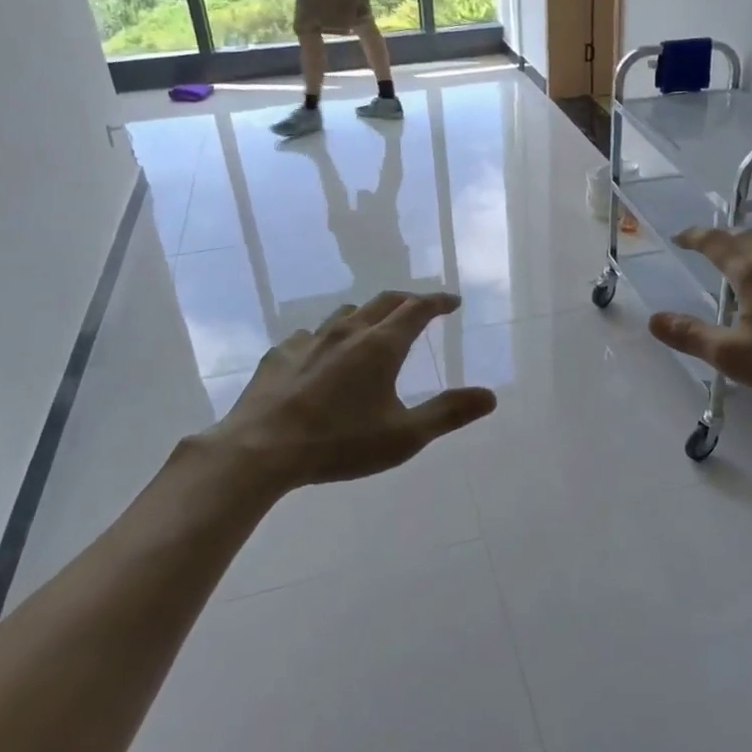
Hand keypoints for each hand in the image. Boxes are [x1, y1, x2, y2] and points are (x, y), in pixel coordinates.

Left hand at [208, 292, 495, 491]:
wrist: (261, 450)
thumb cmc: (339, 443)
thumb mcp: (404, 436)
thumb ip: (448, 413)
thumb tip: (491, 396)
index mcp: (381, 346)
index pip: (417, 309)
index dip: (438, 302)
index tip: (452, 301)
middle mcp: (348, 332)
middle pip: (383, 302)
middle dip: (407, 301)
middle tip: (421, 308)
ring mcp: (309, 340)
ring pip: (345, 313)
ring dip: (367, 315)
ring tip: (373, 328)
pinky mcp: (280, 355)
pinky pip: (311, 335)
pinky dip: (328, 337)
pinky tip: (322, 355)